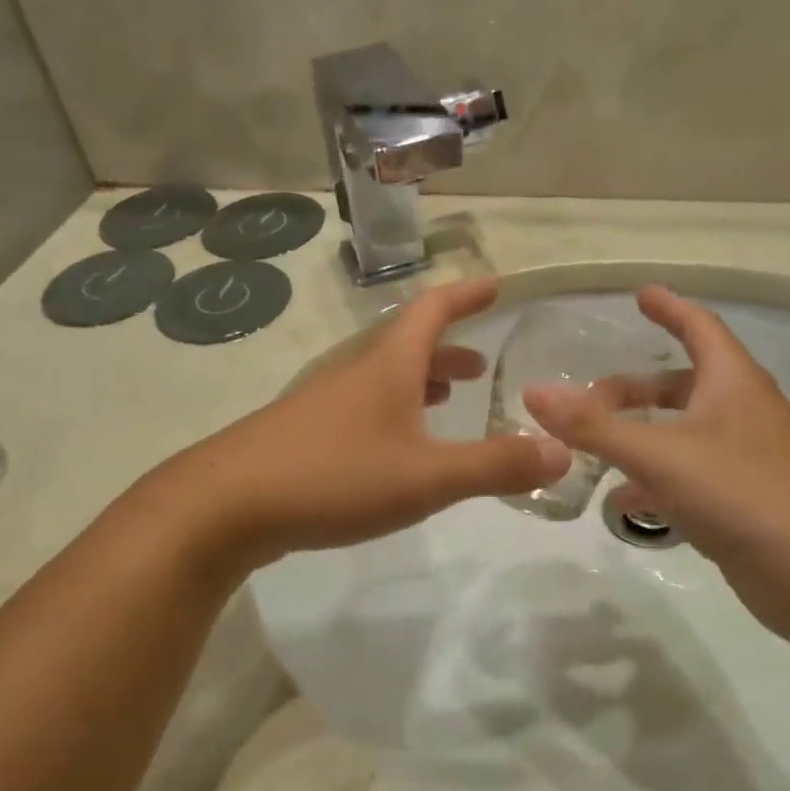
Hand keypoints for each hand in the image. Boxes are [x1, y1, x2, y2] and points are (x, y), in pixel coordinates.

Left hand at [163, 279, 568, 569]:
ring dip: (418, 383)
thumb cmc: (334, 477)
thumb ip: (496, 466)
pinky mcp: (302, 438)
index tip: (494, 285)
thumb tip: (562, 452)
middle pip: (406, 346)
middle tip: (480, 365)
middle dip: (448, 349)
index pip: (433, 311)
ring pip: (380, 381)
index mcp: (386, 367)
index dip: (466, 295)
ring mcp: (322, 405)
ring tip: (445, 400)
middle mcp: (353, 375)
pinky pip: (360, 412)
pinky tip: (393, 450)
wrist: (227, 505)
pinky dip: (390, 415)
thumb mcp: (427, 476)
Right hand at [523, 286, 789, 630]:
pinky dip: (656, 482)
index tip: (640, 294)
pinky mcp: (744, 503)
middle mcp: (743, 414)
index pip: (699, 327)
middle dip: (636, 389)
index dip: (669, 307)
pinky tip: (626, 504)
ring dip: (641, 437)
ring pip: (684, 434)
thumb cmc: (742, 493)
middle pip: (684, 385)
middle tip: (589, 400)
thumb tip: (534, 391)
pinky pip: (690, 477)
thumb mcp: (659, 454)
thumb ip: (594, 427)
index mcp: (733, 383)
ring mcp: (746, 460)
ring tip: (595, 451)